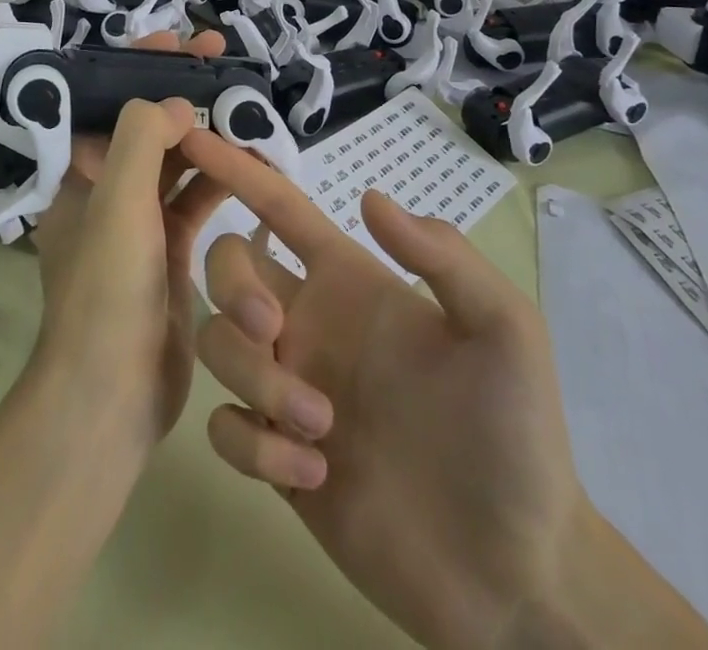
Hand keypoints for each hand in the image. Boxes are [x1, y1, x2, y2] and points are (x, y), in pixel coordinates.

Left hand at [29, 31, 228, 452]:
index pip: (106, 100)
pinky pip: (196, 199)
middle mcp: (104, 191)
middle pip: (146, 125)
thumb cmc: (108, 290)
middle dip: (181, 91)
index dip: (139, 64)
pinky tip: (253, 160)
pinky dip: (220, 178)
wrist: (112, 395)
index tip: (179, 41)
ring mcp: (138, 222)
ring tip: (246, 104)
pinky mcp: (169, 251)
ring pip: (175, 161)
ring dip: (206, 133)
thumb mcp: (118, 202)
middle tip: (223, 60)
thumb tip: (178, 103)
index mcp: (78, 174)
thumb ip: (144, 137)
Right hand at [180, 134, 587, 649]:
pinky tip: (313, 474)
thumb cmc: (514, 434)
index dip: (237, 168)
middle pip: (227, 266)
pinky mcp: (276, 458)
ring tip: (320, 426)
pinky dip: (254, 446)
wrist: (513, 570)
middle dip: (232, 284)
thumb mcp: (504, 328)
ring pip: (218, 345)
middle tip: (273, 327)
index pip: (278, 207)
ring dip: (254, 377)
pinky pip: (225, 427)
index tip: (193, 138)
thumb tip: (368, 197)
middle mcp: (309, 321)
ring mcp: (288, 388)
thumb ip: (443, 257)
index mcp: (350, 281)